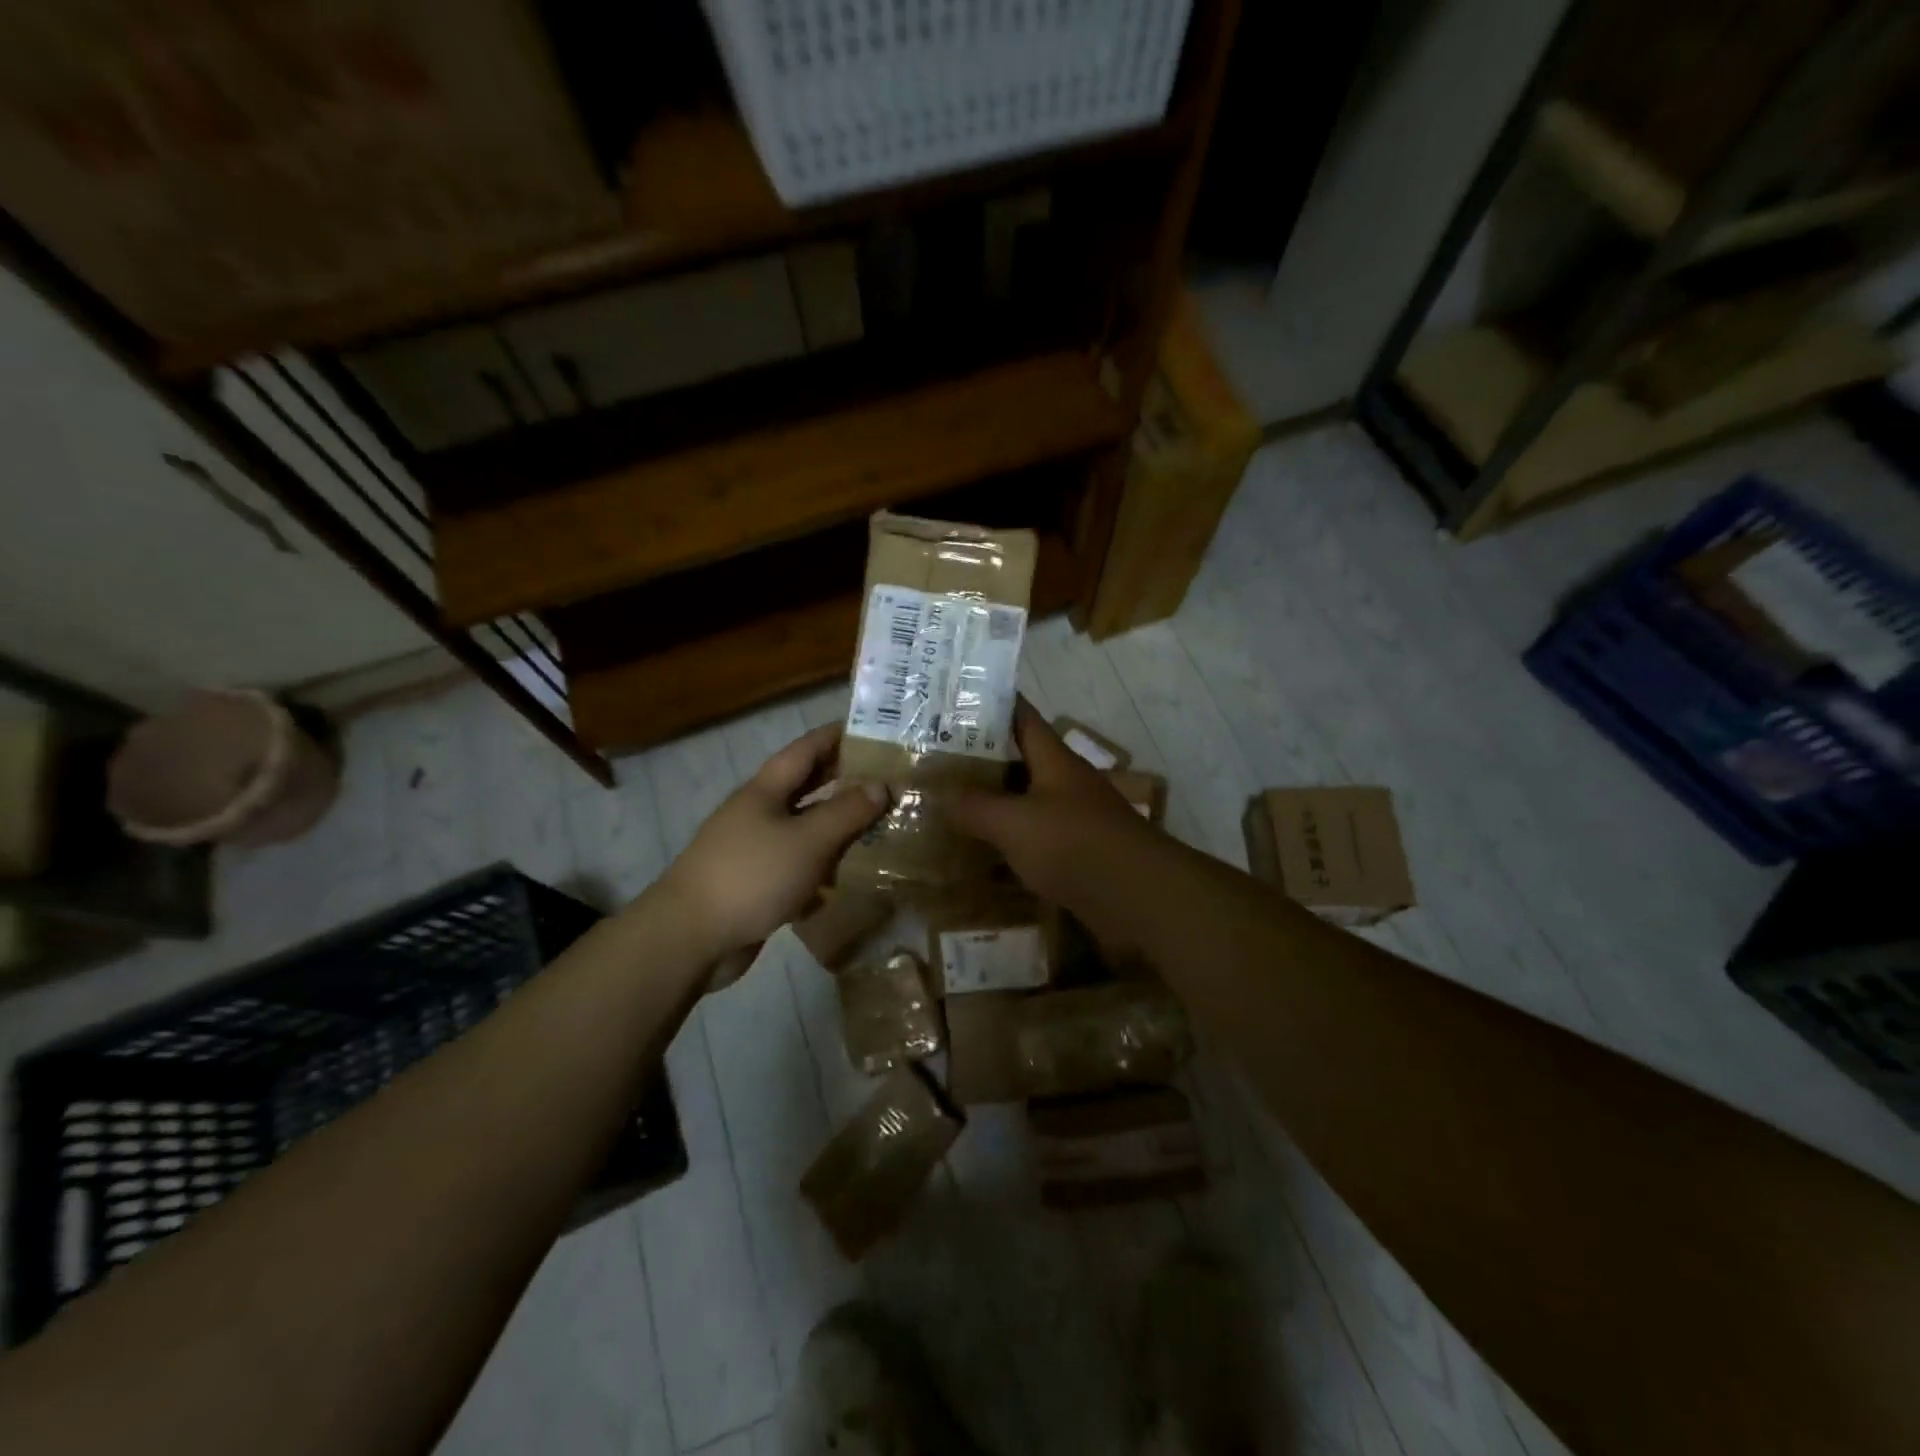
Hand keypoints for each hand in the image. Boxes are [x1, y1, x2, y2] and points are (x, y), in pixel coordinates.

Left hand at [655, 724, 887, 964]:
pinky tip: (850, 878)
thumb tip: (880, 785)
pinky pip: (798, 867)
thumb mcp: (808, 840)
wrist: (691, 938)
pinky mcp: (757, 885)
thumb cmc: (752, 875)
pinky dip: (823, 868)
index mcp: (765, 790)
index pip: (806, 749)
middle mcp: (759, 813)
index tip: (873, 730)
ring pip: (805, 830)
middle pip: (806, 788)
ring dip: (838, 829)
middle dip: (844, 782)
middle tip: (887, 781)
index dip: (837, 736)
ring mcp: (755, 850)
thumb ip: (846, 812)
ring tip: (880, 828)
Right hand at [947, 701, 1160, 909]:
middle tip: (939, 759)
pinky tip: (984, 851)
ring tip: (951, 803)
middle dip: (984, 758)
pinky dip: (1010, 841)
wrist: (1138, 896)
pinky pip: (1036, 839)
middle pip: (1022, 761)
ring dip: (996, 802)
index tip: (958, 698)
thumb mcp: (1014, 822)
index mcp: (1055, 761)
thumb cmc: (1074, 844)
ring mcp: (1075, 819)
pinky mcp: (1078, 854)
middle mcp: (1066, 783)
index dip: (994, 704)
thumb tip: (939, 796)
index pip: (1023, 718)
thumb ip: (974, 807)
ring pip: (1027, 801)